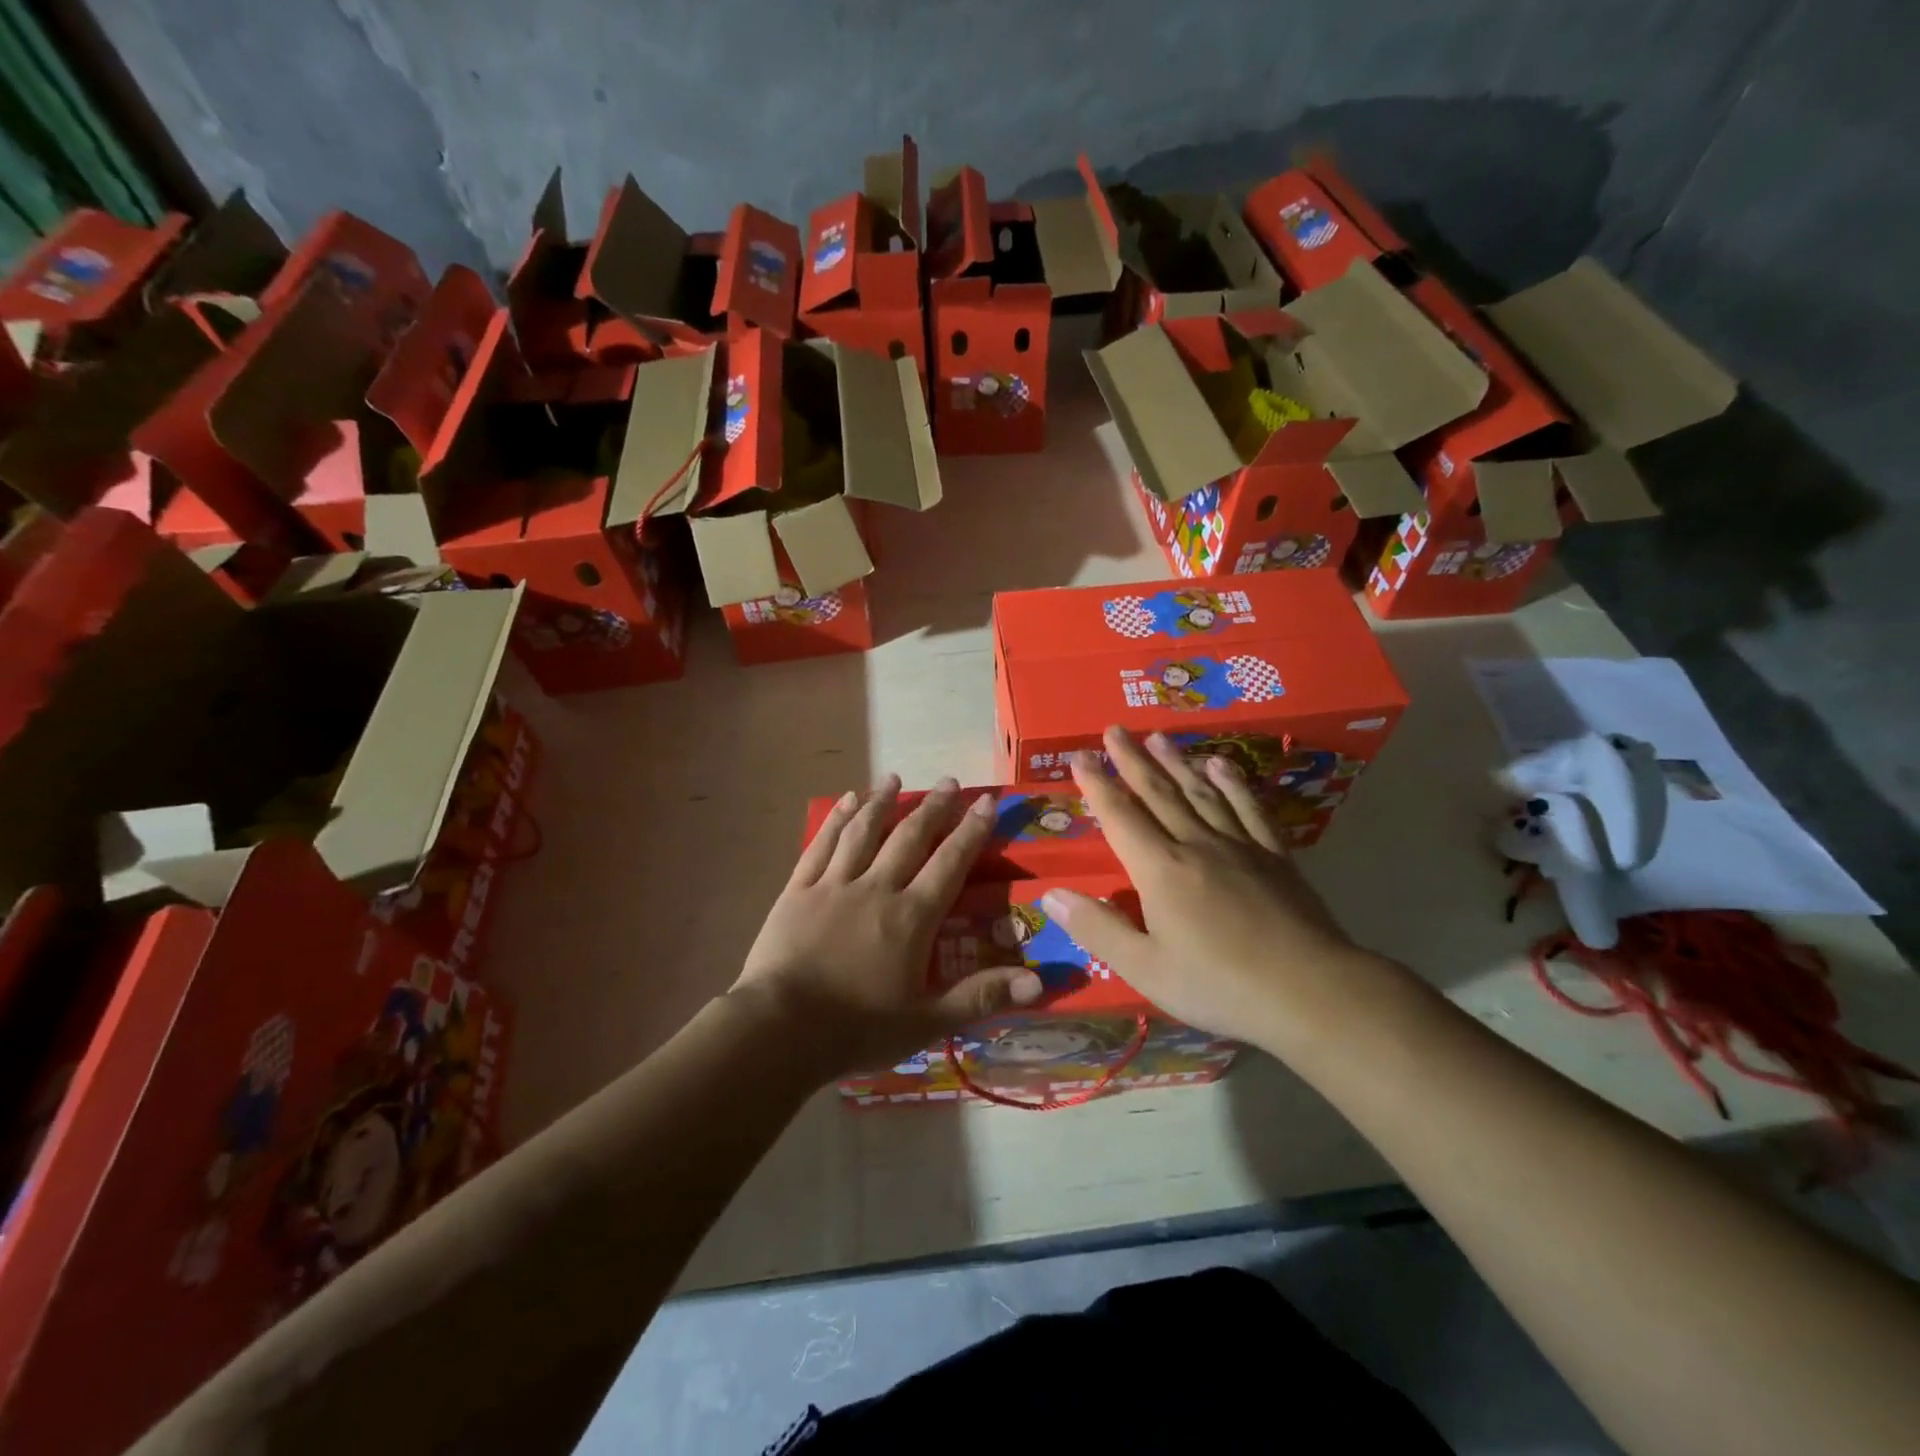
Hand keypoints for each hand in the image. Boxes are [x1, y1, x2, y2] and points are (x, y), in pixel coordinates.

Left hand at [733, 775, 1044, 1077]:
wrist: (779, 1029)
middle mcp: (877, 888)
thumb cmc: (857, 1028)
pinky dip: (837, 820)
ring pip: (864, 832)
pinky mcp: (798, 889)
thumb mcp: (926, 1022)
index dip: (971, 831)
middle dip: (933, 807)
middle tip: (948, 781)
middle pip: (910, 838)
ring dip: (881, 802)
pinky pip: (821, 844)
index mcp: (911, 917)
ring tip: (894, 778)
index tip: (985, 801)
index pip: (950, 863)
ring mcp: (834, 884)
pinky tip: (846, 801)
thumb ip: (981, 997)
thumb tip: (1041, 981)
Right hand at [1040, 727, 1372, 1047]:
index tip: (1079, 755)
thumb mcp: (1145, 969)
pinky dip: (1233, 784)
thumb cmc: (1219, 985)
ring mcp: (1240, 846)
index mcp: (1160, 870)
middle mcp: (1196, 845)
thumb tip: (1050, 895)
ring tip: (1158, 737)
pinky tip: (1221, 766)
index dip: (1096, 784)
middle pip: (1158, 793)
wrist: (1311, 992)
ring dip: (1176, 762)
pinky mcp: (1275, 856)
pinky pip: (1249, 808)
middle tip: (1114, 730)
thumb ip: (1097, 929)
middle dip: (1132, 760)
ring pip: (1201, 793)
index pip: (1119, 816)